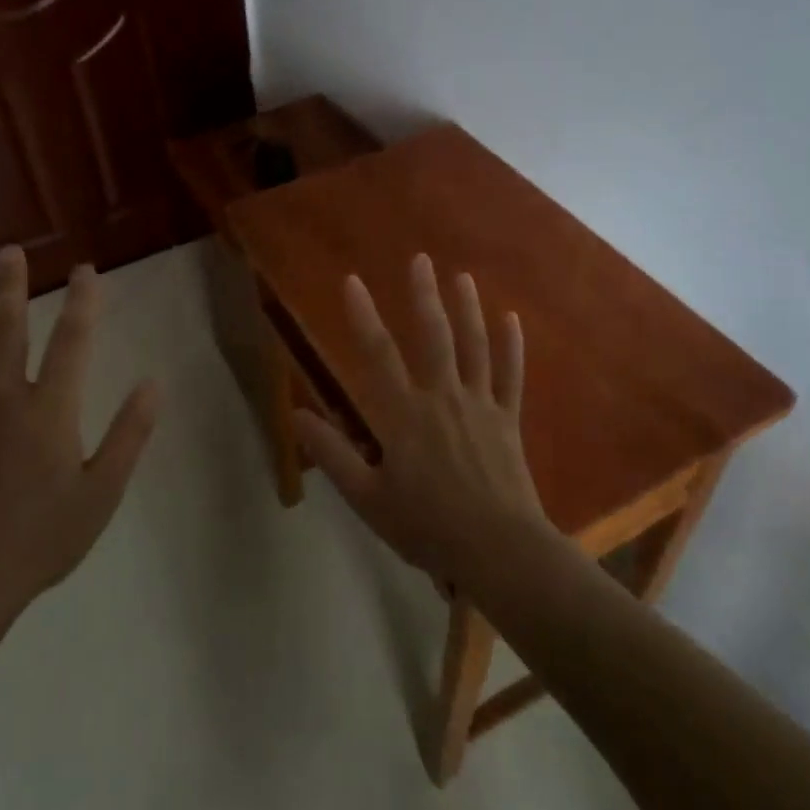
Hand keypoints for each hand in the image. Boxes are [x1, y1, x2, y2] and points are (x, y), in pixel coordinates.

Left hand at [0, 245, 160, 618]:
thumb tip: (154, 383)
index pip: (72, 341)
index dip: (83, 302)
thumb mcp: (103, 492)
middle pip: (8, 330)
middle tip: (8, 250)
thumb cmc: (43, 538)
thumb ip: (130, 434)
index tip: (86, 269)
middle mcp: (3, 399)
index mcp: (50, 410)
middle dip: (10, 286)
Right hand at [293, 253, 546, 586]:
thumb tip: (297, 414)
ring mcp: (480, 405)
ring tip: (462, 277)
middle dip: (423, 296)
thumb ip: (333, 454)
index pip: (378, 355)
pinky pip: (511, 375)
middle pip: (433, 336)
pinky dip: (511, 346)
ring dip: (467, 309)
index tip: (353, 281)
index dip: (363, 316)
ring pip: (474, 346)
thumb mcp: (367, 498)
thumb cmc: (427, 526)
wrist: (499, 550)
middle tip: (420, 259)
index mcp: (404, 415)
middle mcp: (443, 397)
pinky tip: (512, 318)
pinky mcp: (507, 419)